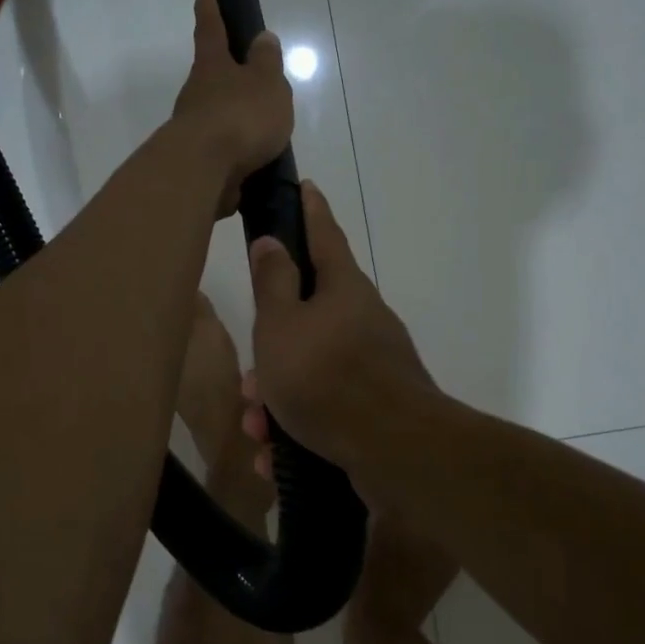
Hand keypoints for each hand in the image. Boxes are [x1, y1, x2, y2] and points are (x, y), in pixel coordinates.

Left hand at [169, 0, 292, 216]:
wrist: (204, 171)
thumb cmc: (240, 116)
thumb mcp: (266, 83)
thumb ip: (266, 63)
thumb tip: (262, 39)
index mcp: (212, 67)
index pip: (210, 29)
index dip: (210, 9)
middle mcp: (196, 94)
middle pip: (211, 78)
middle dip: (227, 77)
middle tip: (251, 81)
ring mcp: (193, 129)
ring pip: (215, 117)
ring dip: (235, 121)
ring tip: (264, 133)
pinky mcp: (197, 161)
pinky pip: (221, 151)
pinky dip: (237, 153)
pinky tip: (255, 163)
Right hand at [242, 180, 436, 480]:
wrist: (395, 450)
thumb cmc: (326, 376)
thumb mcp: (281, 325)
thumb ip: (273, 282)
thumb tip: (273, 241)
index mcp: (343, 289)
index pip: (323, 235)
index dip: (310, 210)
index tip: (305, 186)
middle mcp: (363, 319)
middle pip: (307, 319)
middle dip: (271, 352)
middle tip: (249, 383)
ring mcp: (374, 364)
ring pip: (311, 370)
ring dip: (278, 398)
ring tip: (260, 429)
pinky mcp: (376, 406)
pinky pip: (326, 407)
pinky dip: (299, 427)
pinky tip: (278, 457)